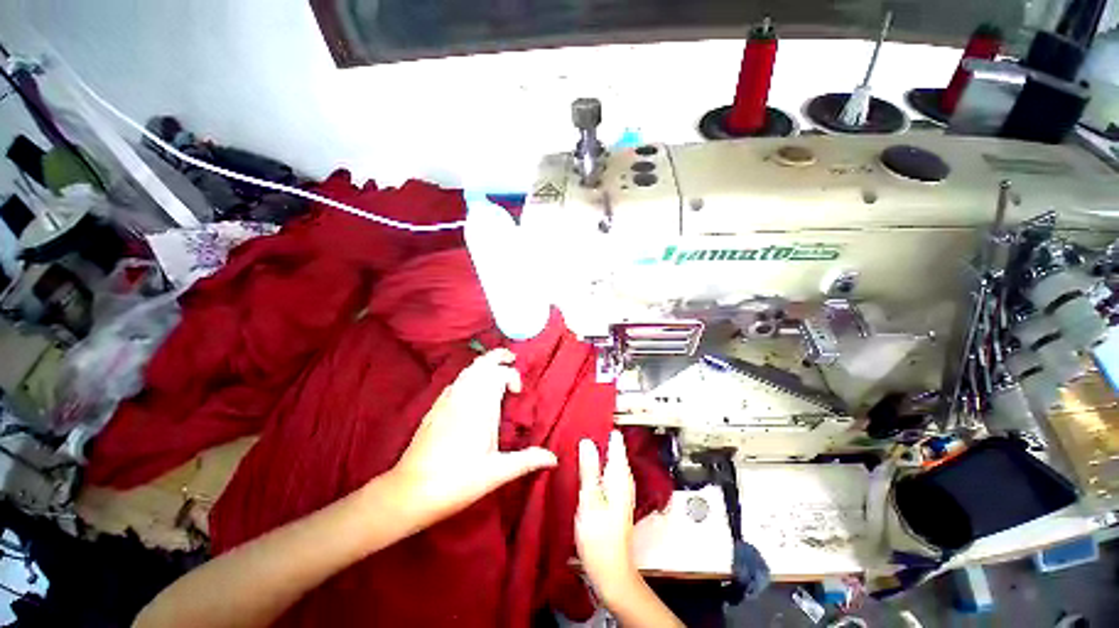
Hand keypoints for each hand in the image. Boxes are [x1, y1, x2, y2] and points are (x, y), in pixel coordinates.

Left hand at [389, 349, 557, 528]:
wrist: (409, 492)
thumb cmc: (457, 482)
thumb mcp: (496, 474)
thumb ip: (527, 461)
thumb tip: (554, 459)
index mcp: (480, 409)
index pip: (498, 375)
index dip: (512, 376)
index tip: (518, 392)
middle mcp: (463, 398)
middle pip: (481, 364)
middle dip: (497, 356)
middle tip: (511, 358)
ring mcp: (447, 401)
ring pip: (467, 370)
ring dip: (483, 364)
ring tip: (496, 369)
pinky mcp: (435, 408)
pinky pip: (456, 381)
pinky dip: (469, 375)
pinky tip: (472, 387)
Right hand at [576, 431, 638, 599]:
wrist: (610, 571)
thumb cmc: (600, 538)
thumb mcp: (590, 500)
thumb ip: (589, 470)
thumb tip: (587, 441)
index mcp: (620, 476)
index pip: (616, 443)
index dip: (605, 427)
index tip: (591, 414)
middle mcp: (624, 479)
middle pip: (613, 450)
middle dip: (600, 436)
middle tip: (581, 422)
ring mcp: (620, 489)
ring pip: (609, 460)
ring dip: (597, 450)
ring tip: (580, 437)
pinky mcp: (614, 498)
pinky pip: (606, 471)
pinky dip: (597, 463)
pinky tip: (585, 463)